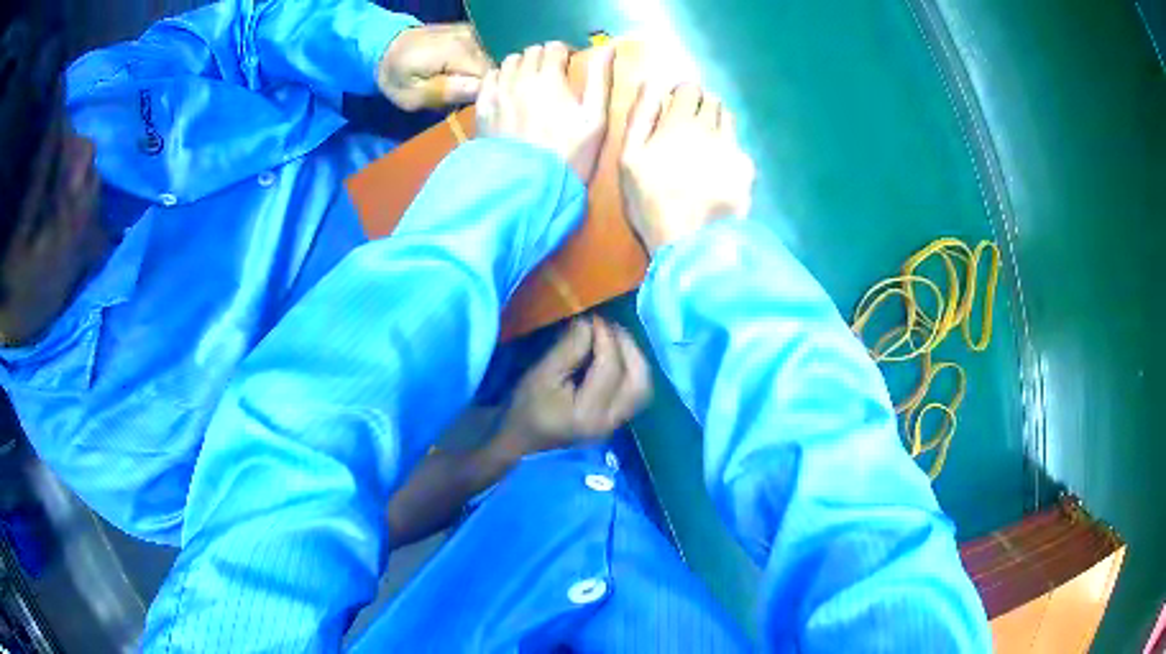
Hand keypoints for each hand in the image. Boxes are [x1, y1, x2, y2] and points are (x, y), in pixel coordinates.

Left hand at [377, 23, 489, 110]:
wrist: (387, 47)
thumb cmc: (397, 76)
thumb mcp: (413, 95)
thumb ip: (446, 92)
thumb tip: (480, 91)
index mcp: (458, 52)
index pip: (490, 78)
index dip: (481, 94)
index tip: (462, 102)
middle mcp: (472, 38)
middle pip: (493, 69)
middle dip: (480, 85)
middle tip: (455, 94)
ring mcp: (475, 32)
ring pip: (492, 61)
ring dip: (478, 76)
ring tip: (455, 81)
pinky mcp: (474, 32)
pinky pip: (487, 53)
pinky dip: (478, 65)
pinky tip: (460, 71)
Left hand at [476, 42, 614, 181]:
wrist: (529, 186)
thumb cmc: (570, 154)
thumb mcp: (595, 120)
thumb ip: (600, 80)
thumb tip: (608, 48)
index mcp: (549, 78)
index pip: (554, 47)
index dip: (564, 54)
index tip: (569, 67)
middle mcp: (520, 79)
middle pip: (531, 52)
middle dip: (543, 58)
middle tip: (551, 76)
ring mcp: (498, 93)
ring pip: (508, 62)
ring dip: (521, 66)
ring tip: (529, 82)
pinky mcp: (483, 108)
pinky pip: (489, 78)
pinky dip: (500, 78)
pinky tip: (508, 90)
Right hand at [496, 316, 651, 457]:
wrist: (519, 442)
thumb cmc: (524, 409)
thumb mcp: (541, 375)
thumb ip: (569, 349)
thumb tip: (590, 323)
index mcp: (587, 413)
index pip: (609, 369)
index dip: (606, 339)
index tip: (594, 318)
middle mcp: (609, 422)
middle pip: (638, 382)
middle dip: (630, 349)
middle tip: (613, 327)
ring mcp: (615, 425)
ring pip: (642, 389)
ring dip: (635, 360)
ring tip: (617, 339)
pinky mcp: (614, 422)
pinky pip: (635, 394)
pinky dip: (631, 372)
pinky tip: (617, 356)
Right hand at [619, 83, 756, 252]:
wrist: (692, 243)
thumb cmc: (651, 201)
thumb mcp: (629, 158)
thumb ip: (640, 117)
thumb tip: (651, 83)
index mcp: (681, 123)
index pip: (689, 88)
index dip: (680, 93)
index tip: (672, 105)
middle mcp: (712, 128)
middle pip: (713, 100)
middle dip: (699, 105)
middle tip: (687, 126)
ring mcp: (734, 149)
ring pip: (728, 120)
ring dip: (716, 123)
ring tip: (703, 146)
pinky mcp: (747, 170)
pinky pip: (739, 147)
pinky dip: (728, 150)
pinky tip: (718, 171)